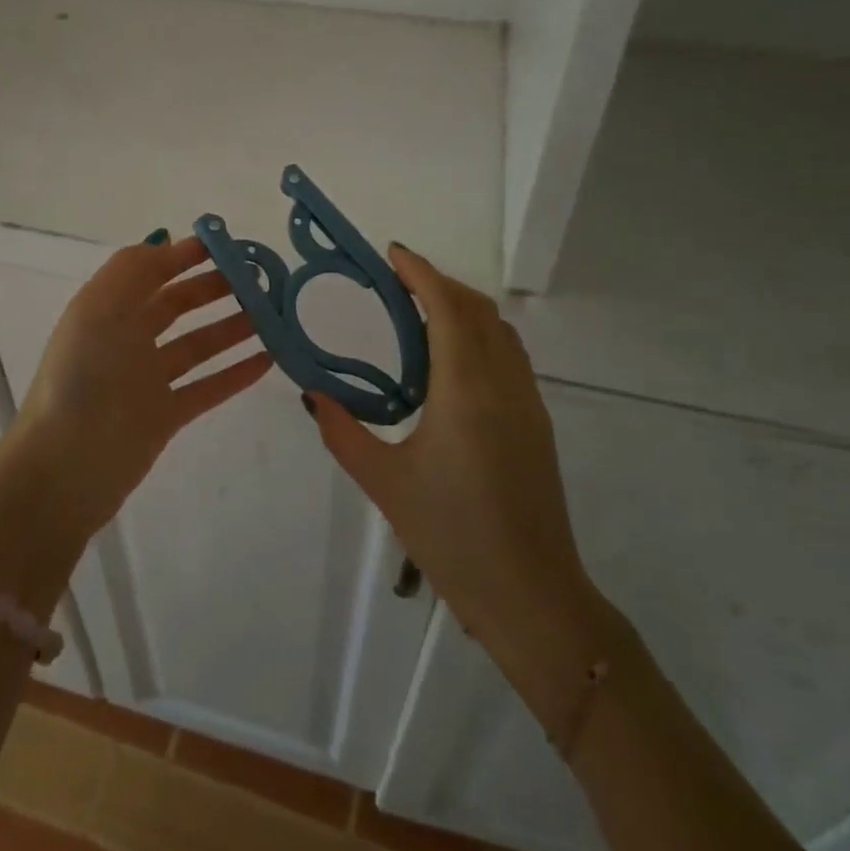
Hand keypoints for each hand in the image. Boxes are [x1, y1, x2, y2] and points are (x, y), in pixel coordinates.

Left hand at [10, 231, 271, 538]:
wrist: (66, 467)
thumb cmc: (82, 377)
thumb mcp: (99, 307)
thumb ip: (134, 268)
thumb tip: (166, 239)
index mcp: (107, 309)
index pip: (151, 271)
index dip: (185, 256)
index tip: (228, 246)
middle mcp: (127, 339)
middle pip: (177, 305)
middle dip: (214, 288)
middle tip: (258, 280)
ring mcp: (147, 380)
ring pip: (198, 345)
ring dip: (232, 327)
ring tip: (271, 314)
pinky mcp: (165, 416)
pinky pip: (208, 387)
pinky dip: (236, 373)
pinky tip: (267, 359)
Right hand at [308, 245, 601, 693]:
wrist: (533, 597)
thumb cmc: (452, 537)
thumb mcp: (384, 483)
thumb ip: (342, 432)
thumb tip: (312, 395)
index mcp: (464, 390)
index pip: (446, 308)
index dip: (420, 273)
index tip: (392, 253)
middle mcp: (502, 383)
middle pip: (476, 309)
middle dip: (438, 283)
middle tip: (396, 283)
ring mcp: (527, 402)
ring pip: (498, 329)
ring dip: (462, 306)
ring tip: (419, 313)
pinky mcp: (536, 423)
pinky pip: (508, 355)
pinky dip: (479, 334)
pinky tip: (450, 361)